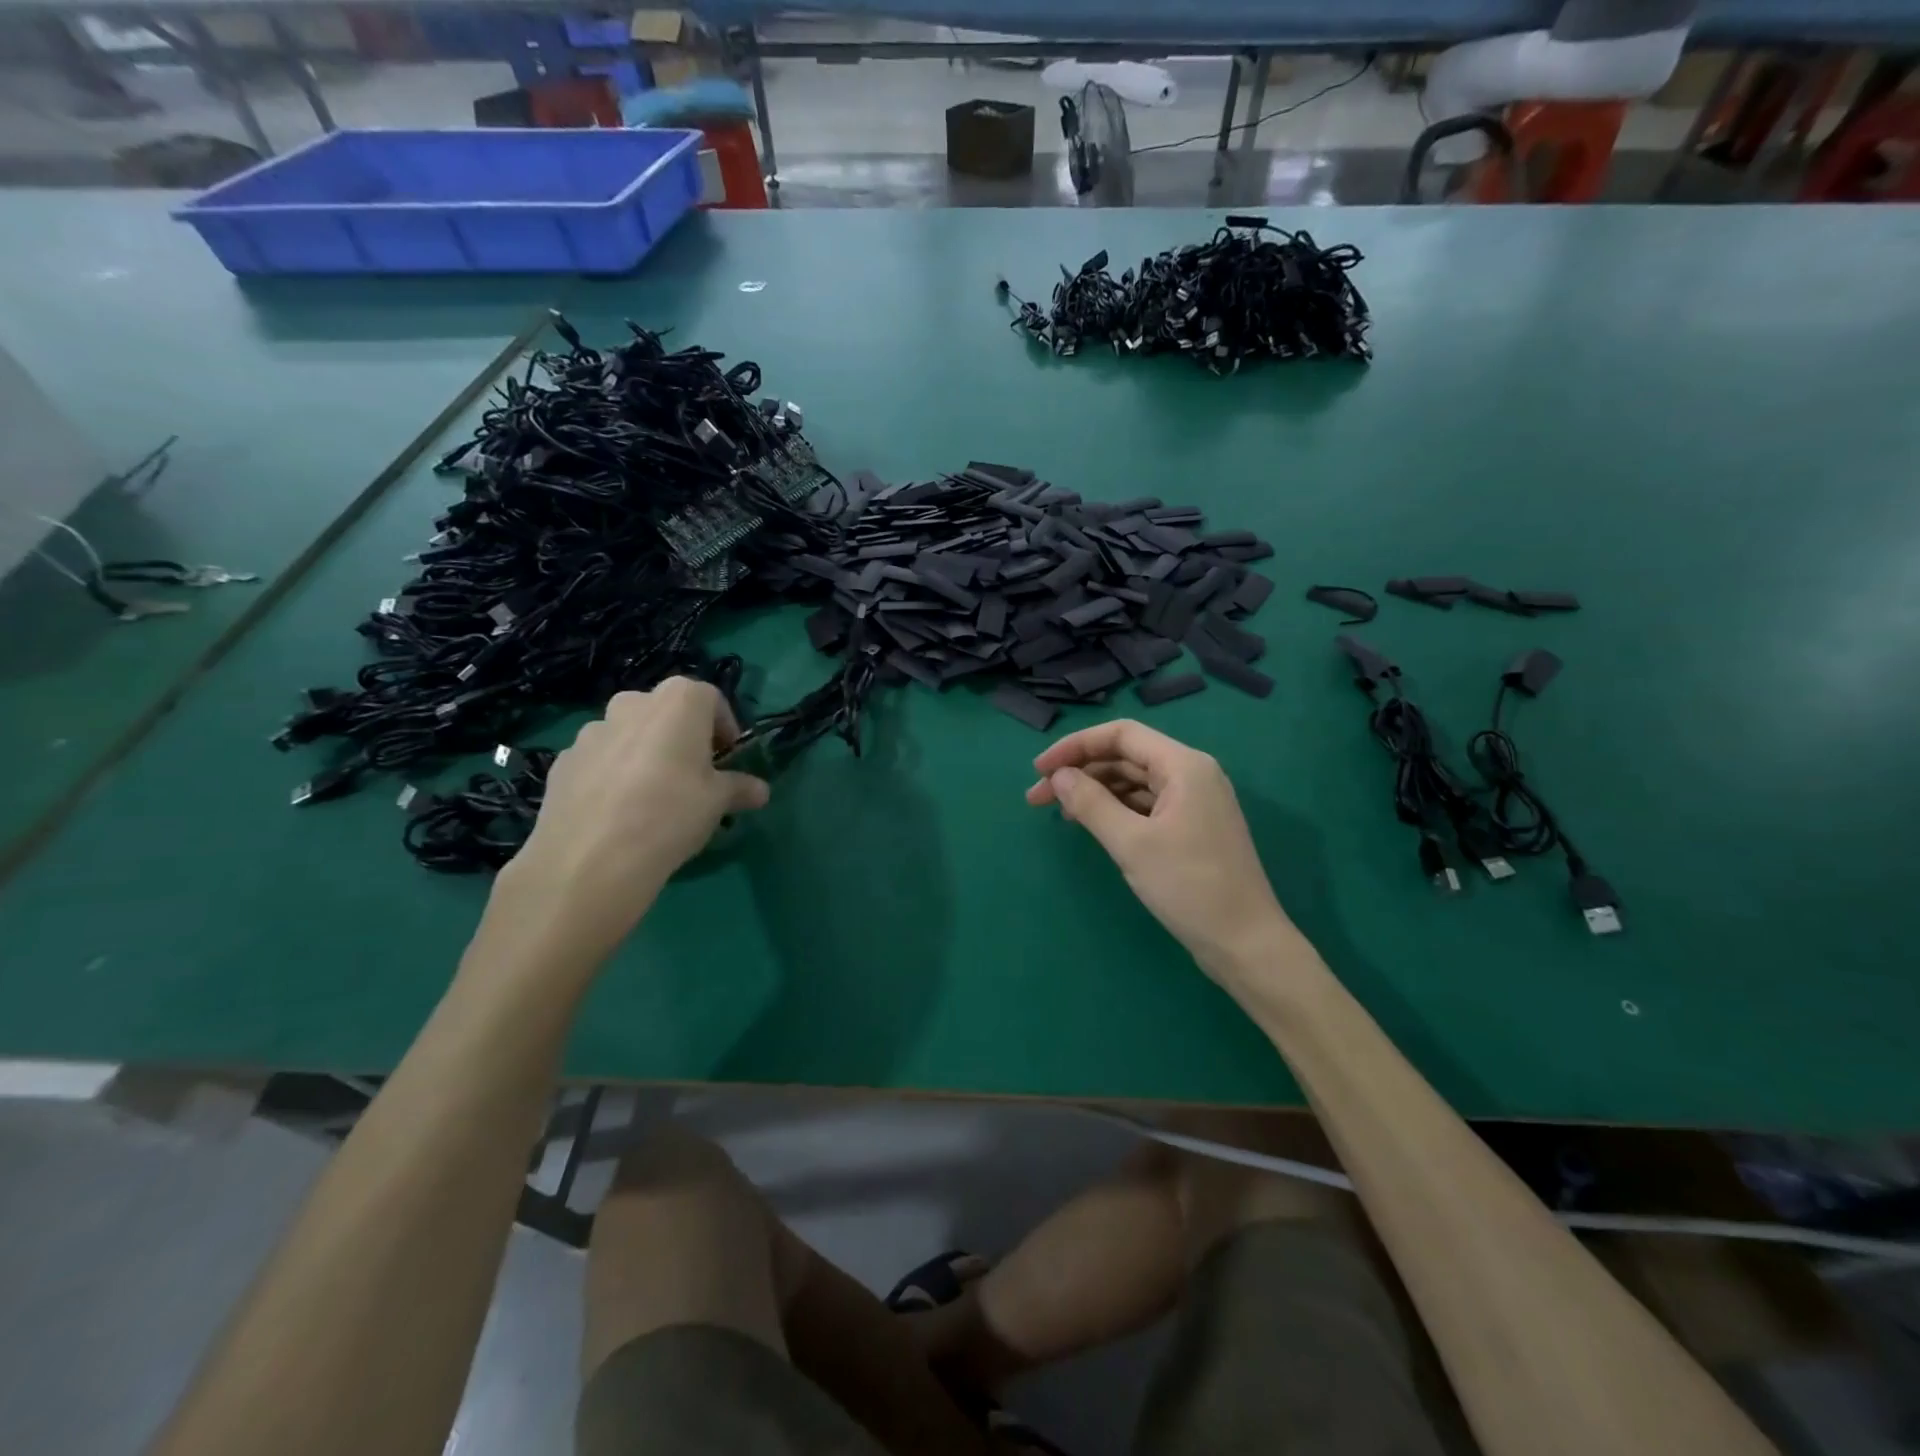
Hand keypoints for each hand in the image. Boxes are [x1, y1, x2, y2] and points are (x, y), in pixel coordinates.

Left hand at [495, 679, 769, 957]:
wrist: (592, 858)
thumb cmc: (671, 814)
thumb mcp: (718, 802)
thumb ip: (740, 788)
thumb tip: (760, 791)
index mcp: (678, 701)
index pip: (711, 698)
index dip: (723, 727)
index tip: (728, 758)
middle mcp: (632, 703)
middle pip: (665, 711)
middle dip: (681, 736)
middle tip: (691, 775)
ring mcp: (591, 731)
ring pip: (628, 734)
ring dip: (644, 753)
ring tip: (651, 796)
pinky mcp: (563, 761)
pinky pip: (599, 760)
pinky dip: (611, 774)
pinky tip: (617, 811)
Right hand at [1027, 719, 1291, 980]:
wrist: (1246, 943)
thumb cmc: (1190, 887)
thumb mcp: (1132, 844)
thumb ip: (1091, 803)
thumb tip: (1059, 776)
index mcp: (1184, 766)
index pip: (1121, 735)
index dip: (1075, 746)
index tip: (1040, 770)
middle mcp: (1192, 774)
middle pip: (1126, 757)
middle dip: (1080, 772)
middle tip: (1037, 798)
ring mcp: (1194, 802)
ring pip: (1134, 782)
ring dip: (1095, 792)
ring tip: (1059, 814)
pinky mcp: (1192, 827)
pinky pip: (1145, 805)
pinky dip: (1115, 810)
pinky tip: (1092, 825)